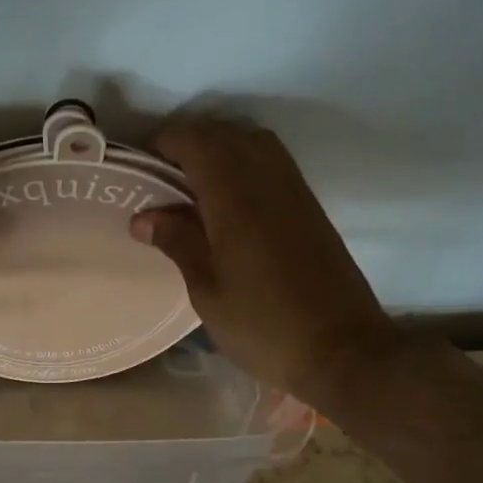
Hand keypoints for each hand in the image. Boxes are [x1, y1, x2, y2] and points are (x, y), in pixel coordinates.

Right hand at [130, 117, 415, 403]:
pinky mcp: (310, 206)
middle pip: (224, 133)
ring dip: (219, 150)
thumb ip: (177, 243)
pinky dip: (243, 164)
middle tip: (161, 178)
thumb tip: (143, 217)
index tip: (140, 169)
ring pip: (252, 142)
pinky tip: (227, 203)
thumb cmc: (263, 325)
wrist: (342, 350)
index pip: (195, 141)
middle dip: (188, 142)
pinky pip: (271, 163)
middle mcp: (267, 180)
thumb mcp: (207, 290)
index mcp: (235, 197)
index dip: (164, 144)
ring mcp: (294, 190)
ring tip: (191, 187)